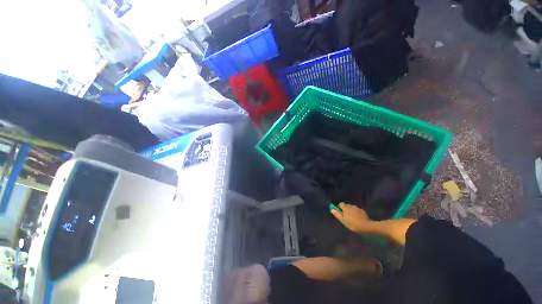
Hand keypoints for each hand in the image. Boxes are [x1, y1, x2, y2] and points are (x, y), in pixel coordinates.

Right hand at [330, 203, 373, 232]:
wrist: (366, 226)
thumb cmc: (353, 224)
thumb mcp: (343, 220)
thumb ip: (337, 214)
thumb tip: (331, 209)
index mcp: (345, 208)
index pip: (341, 204)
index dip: (340, 208)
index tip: (341, 213)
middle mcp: (351, 206)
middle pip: (347, 206)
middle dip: (346, 209)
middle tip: (347, 217)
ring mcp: (357, 208)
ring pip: (352, 208)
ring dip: (351, 211)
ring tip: (353, 218)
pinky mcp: (362, 211)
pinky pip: (357, 210)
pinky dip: (357, 213)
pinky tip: (358, 218)